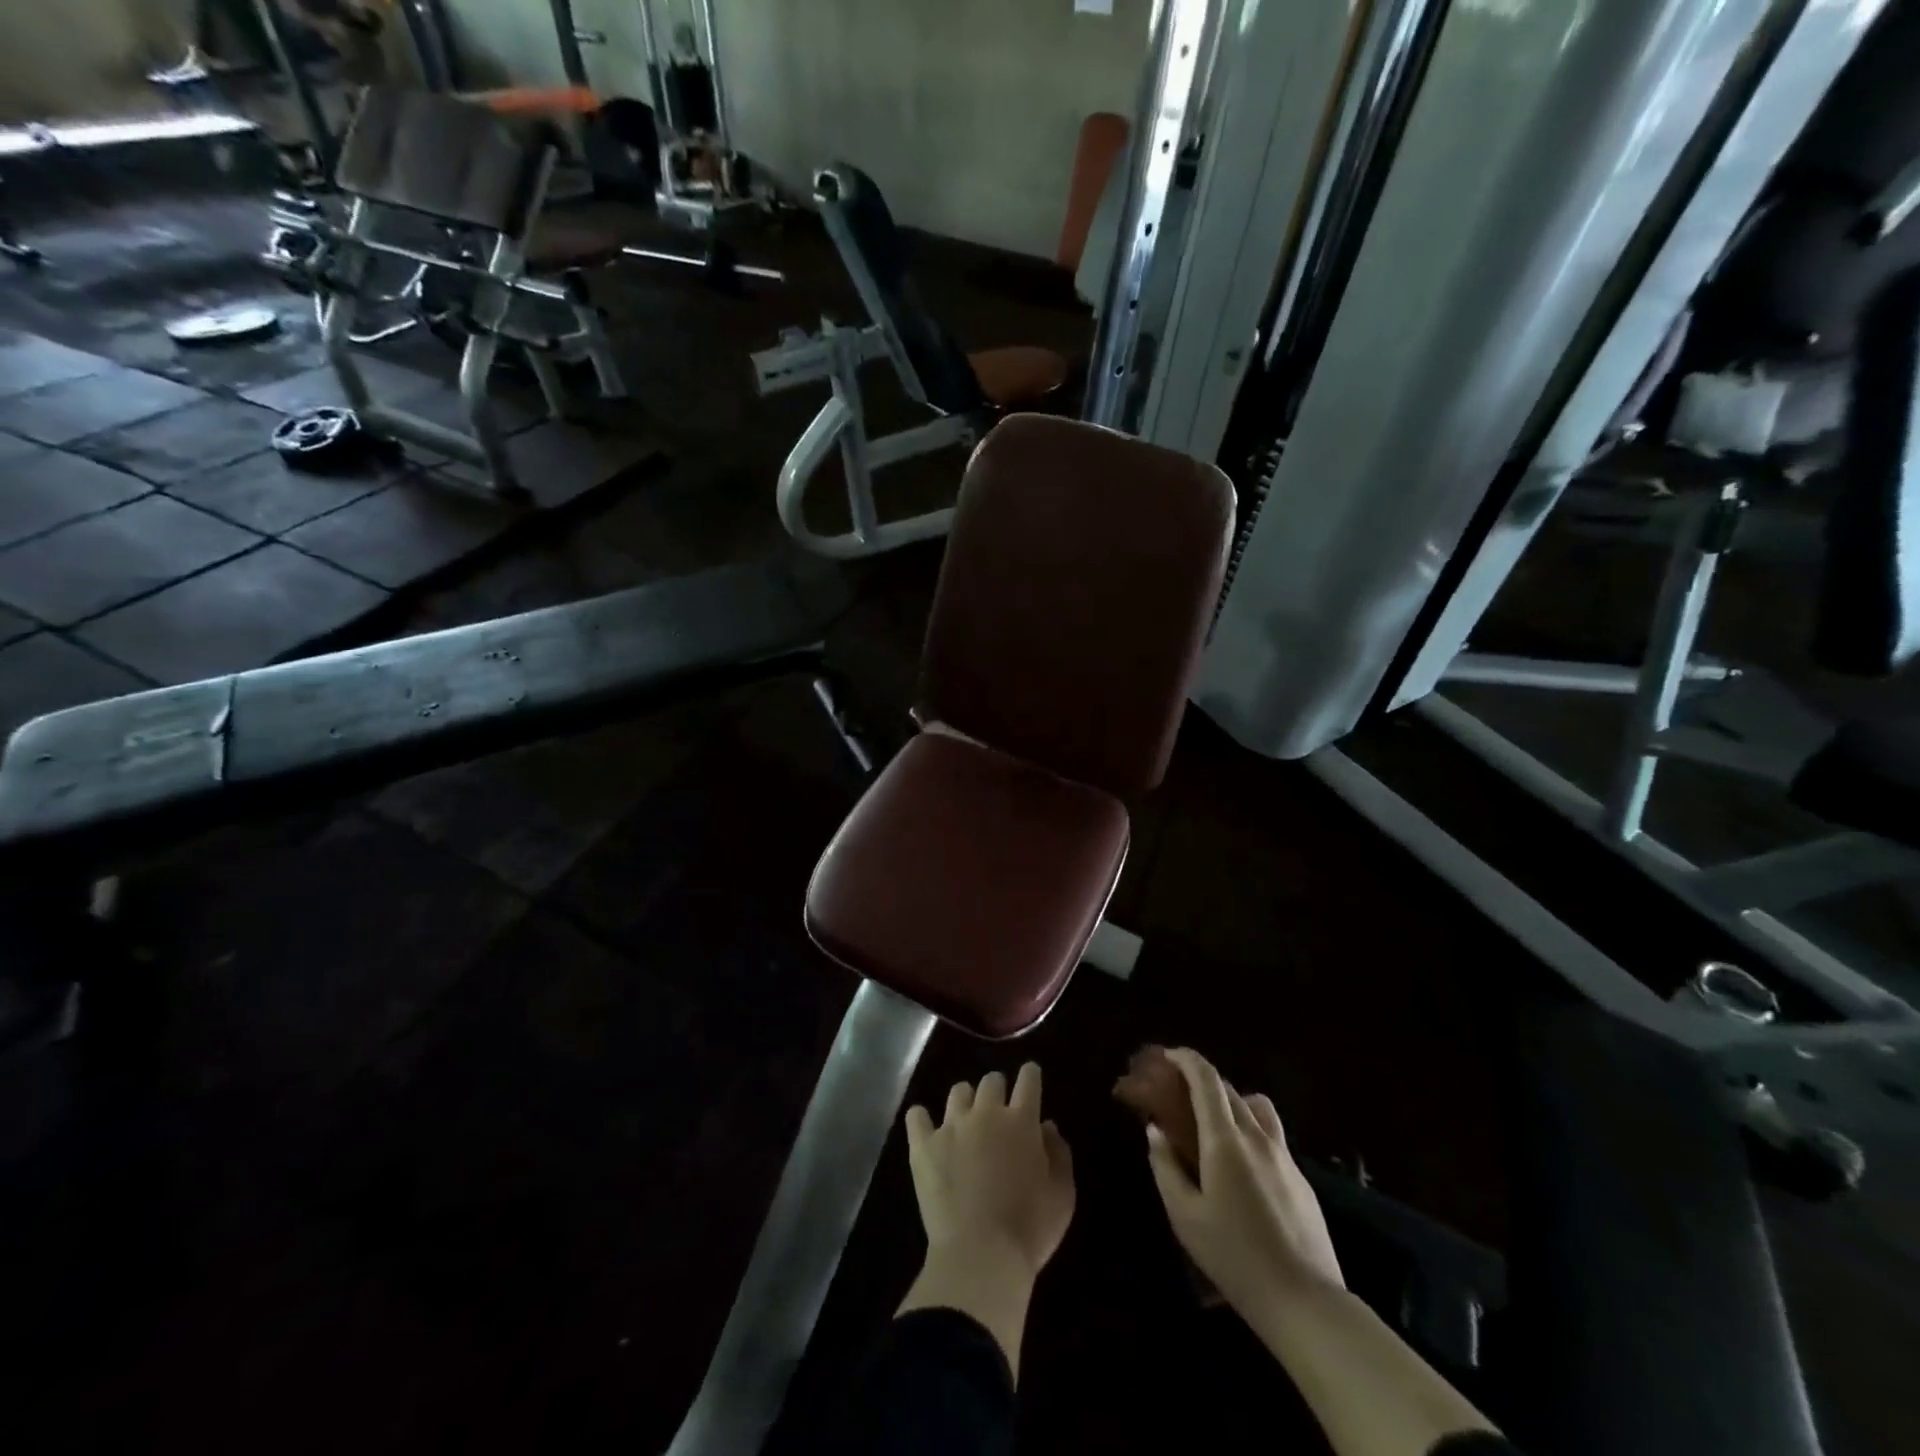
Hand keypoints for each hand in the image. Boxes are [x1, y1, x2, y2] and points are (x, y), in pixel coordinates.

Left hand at [905, 1064, 1074, 1282]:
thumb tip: (1048, 1125)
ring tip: (967, 1120)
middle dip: (997, 1089)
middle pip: (991, 1081)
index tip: (1030, 1076)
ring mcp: (951, 1126)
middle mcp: (986, 1113)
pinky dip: (922, 1119)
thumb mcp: (1062, 1195)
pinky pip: (917, 1116)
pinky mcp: (924, 1145)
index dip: (1030, 1075)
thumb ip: (1059, 1153)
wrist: (980, 1255)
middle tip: (999, 1111)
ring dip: (966, 1101)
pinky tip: (926, 1128)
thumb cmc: (1029, 1228)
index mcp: (1021, 1121)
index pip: (1028, 1081)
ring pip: (958, 1092)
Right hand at [1144, 1048, 1342, 1317]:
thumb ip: (1165, 1167)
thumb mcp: (1184, 1216)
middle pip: (1228, 1088)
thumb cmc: (1235, 1258)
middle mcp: (1257, 1136)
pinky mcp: (1301, 1178)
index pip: (1206, 1078)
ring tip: (1213, 1126)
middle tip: (1178, 1096)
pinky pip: (1271, 1136)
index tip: (1166, 1057)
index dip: (1185, 1059)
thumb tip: (1156, 1131)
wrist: (1307, 1303)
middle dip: (1201, 1081)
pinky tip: (1240, 1166)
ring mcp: (1284, 1156)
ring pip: (1256, 1107)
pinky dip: (1249, 1130)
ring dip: (1231, 1102)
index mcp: (1225, 1140)